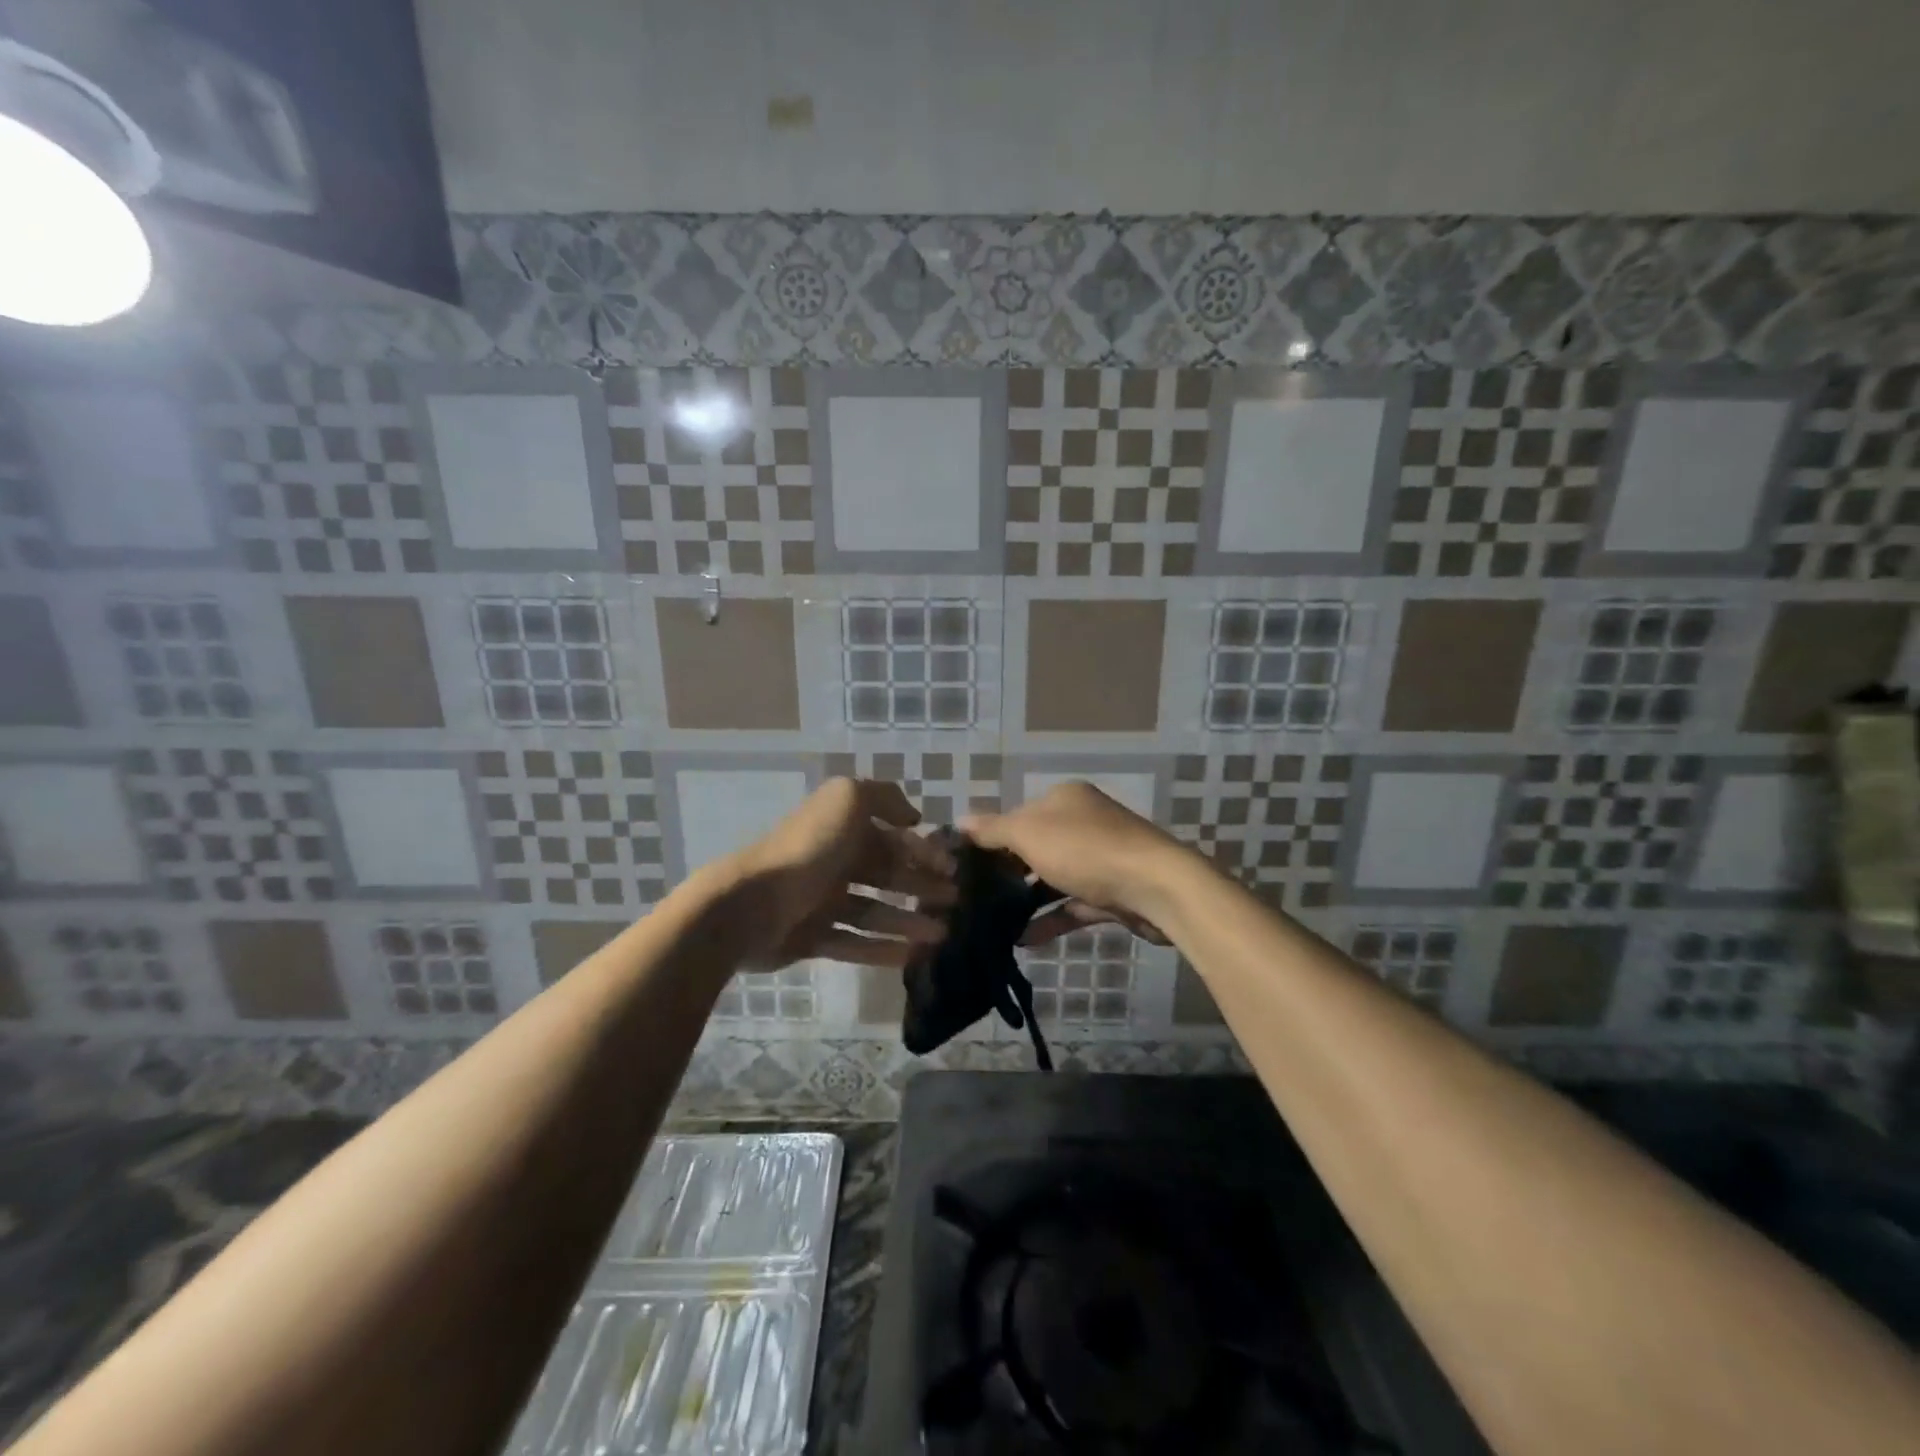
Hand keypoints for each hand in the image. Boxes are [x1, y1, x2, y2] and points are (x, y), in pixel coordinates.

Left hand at [727, 778, 956, 969]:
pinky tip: (913, 955)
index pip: (890, 837)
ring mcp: (821, 902)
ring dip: (908, 921)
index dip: (922, 851)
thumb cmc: (807, 849)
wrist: (750, 904)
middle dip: (920, 886)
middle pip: (885, 874)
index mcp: (840, 828)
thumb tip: (912, 817)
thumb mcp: (847, 800)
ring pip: (874, 911)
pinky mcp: (812, 938)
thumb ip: (884, 797)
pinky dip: (883, 948)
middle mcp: (833, 862)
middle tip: (954, 901)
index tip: (952, 868)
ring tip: (942, 934)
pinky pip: (854, 942)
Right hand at [962, 782, 1187, 947]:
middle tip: (975, 897)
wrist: (1155, 887)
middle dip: (1008, 871)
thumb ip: (993, 830)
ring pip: (1054, 877)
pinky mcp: (1113, 892)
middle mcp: (1084, 822)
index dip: (992, 838)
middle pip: (1036, 846)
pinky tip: (1022, 940)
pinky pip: (1073, 905)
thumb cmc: (1086, 850)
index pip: (1018, 815)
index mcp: (1065, 799)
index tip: (965, 866)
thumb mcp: (1029, 834)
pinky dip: (1050, 919)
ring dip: (1027, 899)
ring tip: (992, 923)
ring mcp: (1101, 858)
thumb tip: (960, 821)